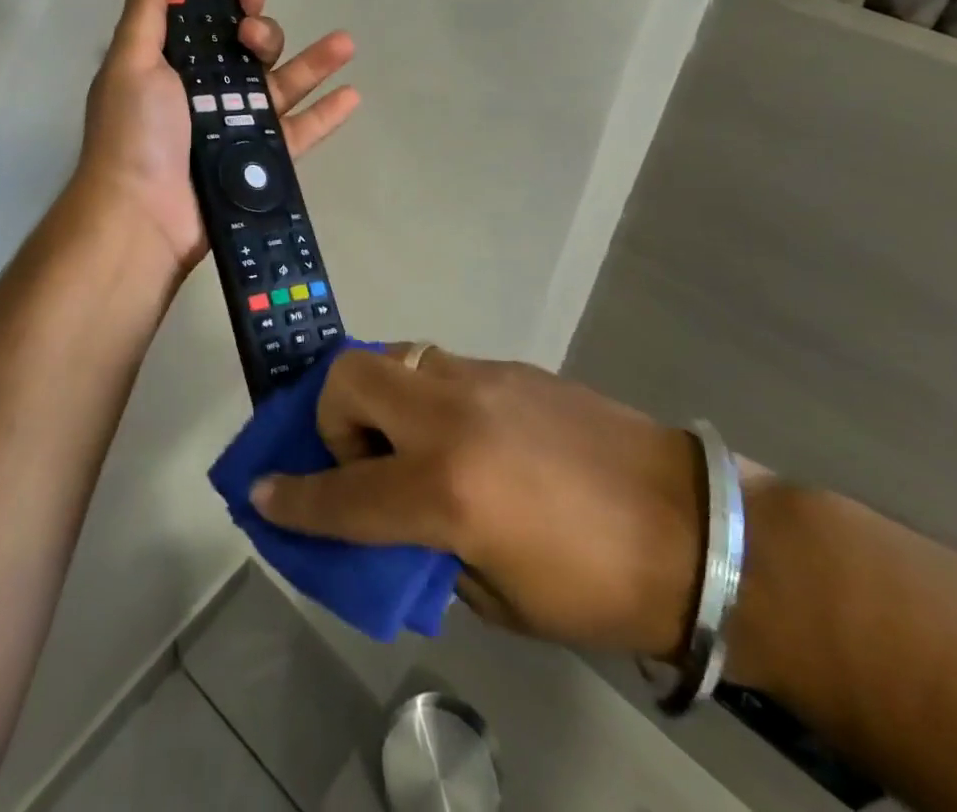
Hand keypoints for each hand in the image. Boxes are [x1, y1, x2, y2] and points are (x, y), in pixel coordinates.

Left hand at [73, 0, 359, 275]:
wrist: (143, 215)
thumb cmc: (135, 133)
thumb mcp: (131, 64)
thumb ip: (144, 16)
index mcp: (173, 69)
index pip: (210, 28)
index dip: (231, 8)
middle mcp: (206, 96)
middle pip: (250, 55)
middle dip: (263, 34)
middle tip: (254, 38)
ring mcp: (235, 130)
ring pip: (281, 88)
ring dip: (314, 63)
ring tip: (345, 42)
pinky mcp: (258, 162)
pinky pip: (297, 133)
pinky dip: (324, 115)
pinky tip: (352, 94)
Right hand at [249, 346, 705, 657]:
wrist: (695, 527)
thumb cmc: (596, 586)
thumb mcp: (498, 597)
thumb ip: (428, 551)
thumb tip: (393, 523)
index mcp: (447, 490)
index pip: (342, 492)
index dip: (294, 499)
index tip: (261, 493)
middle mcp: (451, 418)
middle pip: (350, 378)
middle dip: (332, 417)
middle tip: (361, 461)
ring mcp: (481, 380)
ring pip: (394, 360)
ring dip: (381, 400)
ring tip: (411, 445)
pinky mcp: (510, 367)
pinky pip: (440, 368)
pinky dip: (426, 398)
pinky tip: (466, 437)